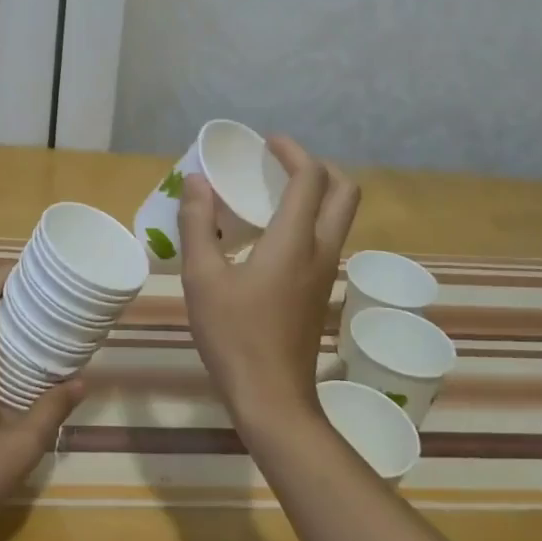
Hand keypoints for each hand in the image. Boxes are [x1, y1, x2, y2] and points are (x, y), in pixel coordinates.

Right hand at [179, 136, 359, 430]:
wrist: (271, 398)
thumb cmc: (234, 335)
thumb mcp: (202, 277)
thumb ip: (198, 223)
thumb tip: (196, 181)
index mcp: (295, 240)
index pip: (311, 178)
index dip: (293, 151)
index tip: (267, 142)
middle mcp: (321, 249)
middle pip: (344, 192)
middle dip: (317, 167)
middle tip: (278, 164)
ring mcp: (325, 273)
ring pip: (338, 217)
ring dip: (315, 193)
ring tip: (270, 192)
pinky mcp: (319, 291)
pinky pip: (325, 238)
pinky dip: (308, 219)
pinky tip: (269, 234)